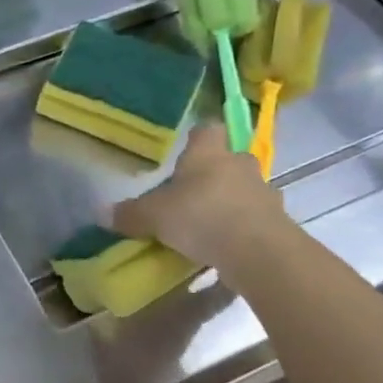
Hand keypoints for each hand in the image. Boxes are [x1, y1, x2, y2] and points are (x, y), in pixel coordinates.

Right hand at [112, 125, 289, 270]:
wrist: (259, 252)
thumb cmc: (201, 217)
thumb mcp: (153, 217)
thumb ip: (130, 214)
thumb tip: (103, 213)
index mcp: (208, 154)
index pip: (207, 130)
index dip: (197, 138)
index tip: (186, 151)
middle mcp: (239, 164)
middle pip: (230, 158)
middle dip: (215, 172)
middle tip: (193, 192)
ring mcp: (264, 192)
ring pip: (246, 188)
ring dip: (232, 200)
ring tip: (210, 223)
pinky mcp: (279, 221)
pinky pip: (257, 217)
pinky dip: (244, 226)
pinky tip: (227, 245)